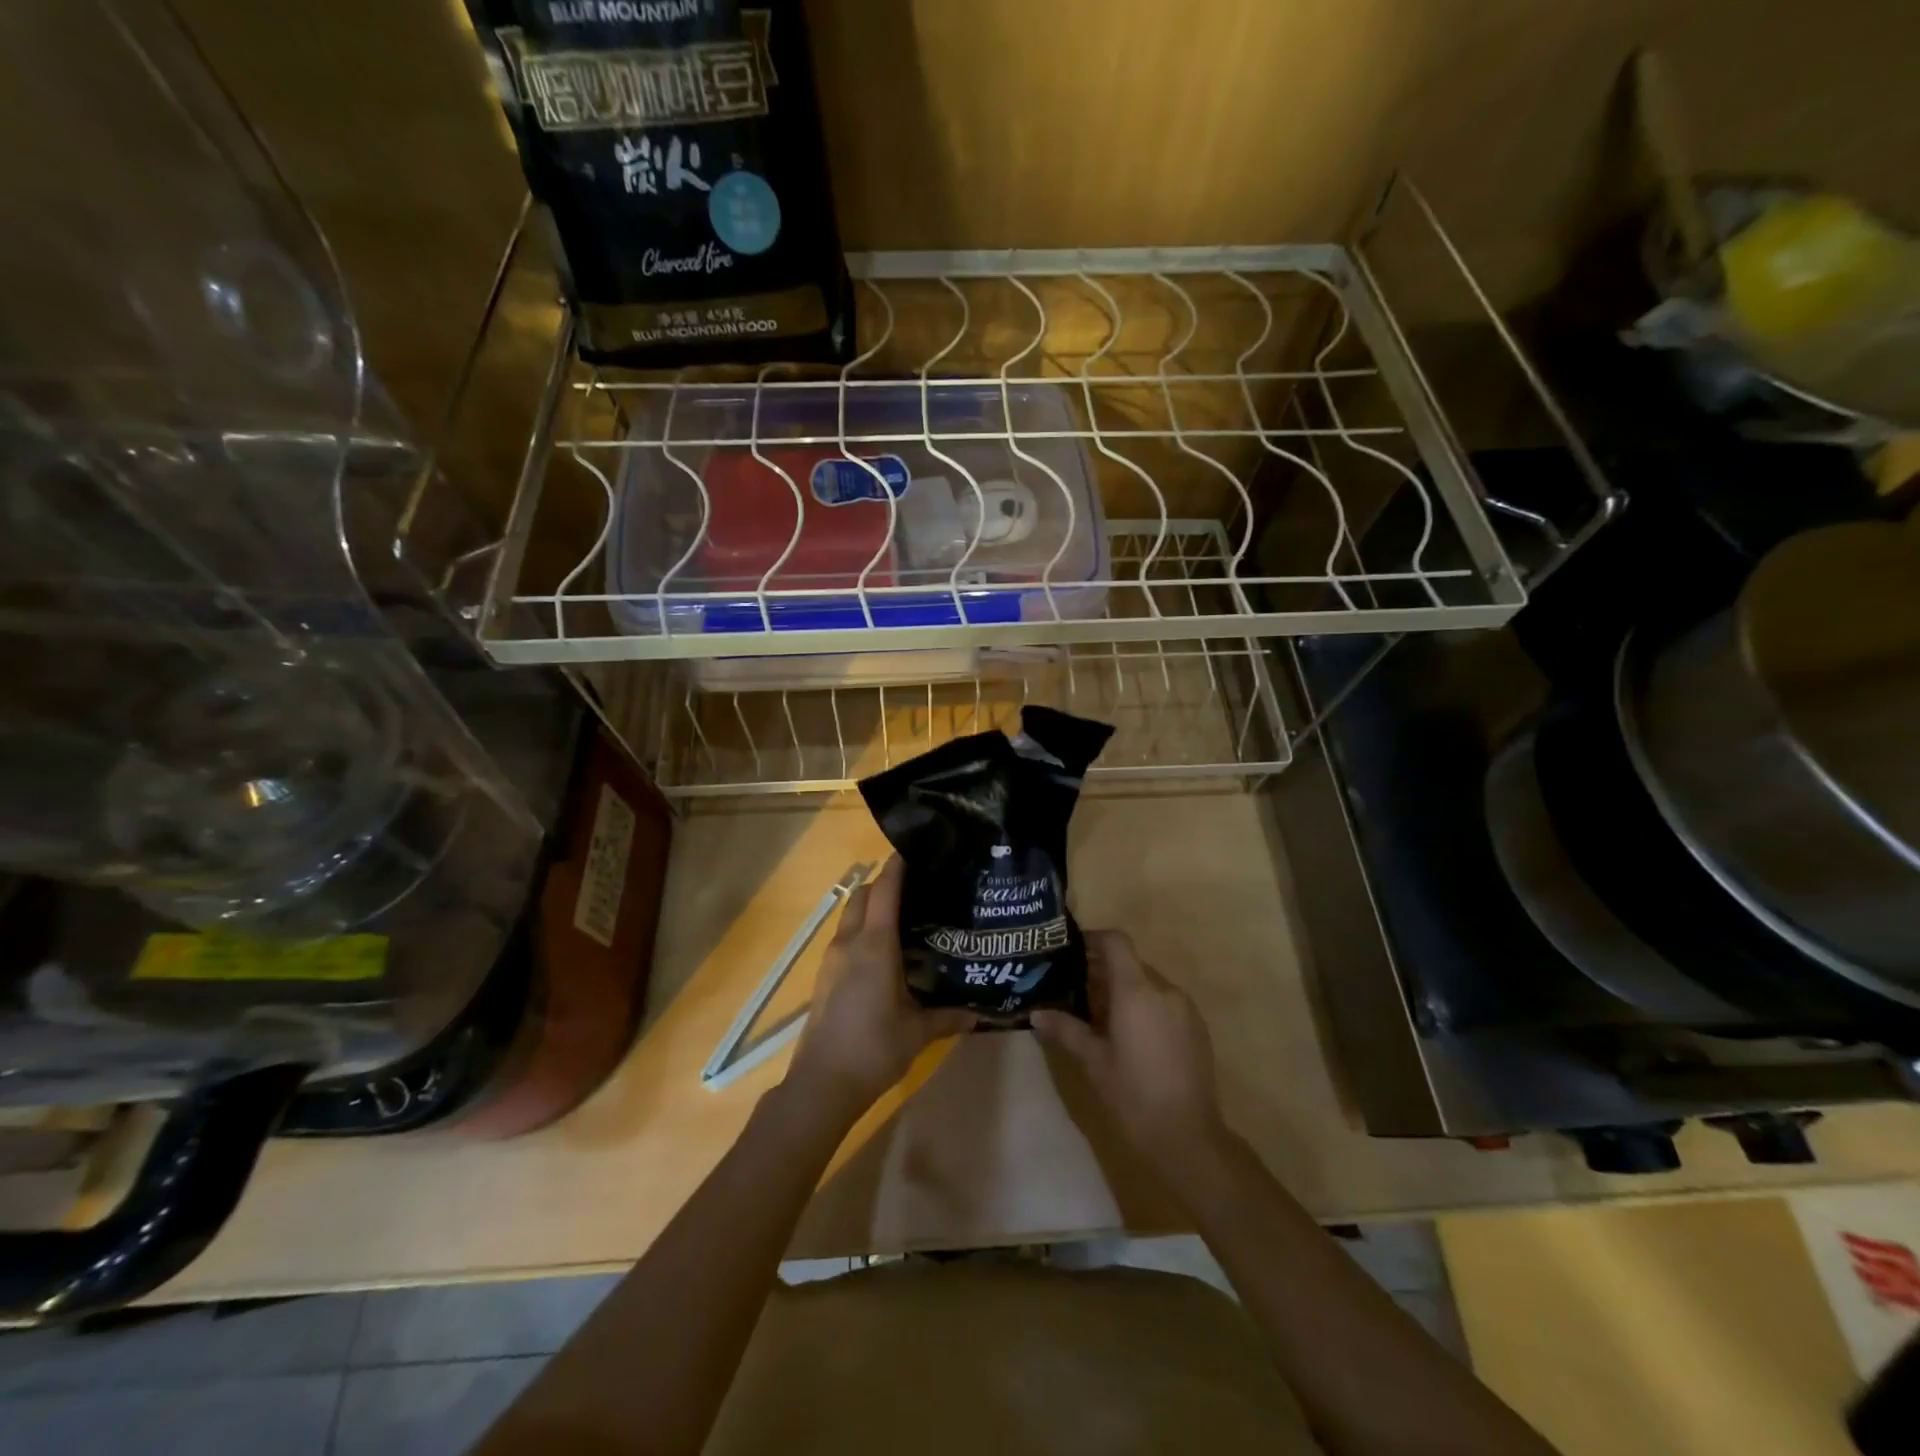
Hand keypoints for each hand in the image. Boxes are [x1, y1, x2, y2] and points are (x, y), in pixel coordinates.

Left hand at [784, 857, 974, 1124]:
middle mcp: (850, 942)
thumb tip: (980, 1013)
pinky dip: (862, 929)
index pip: (884, 890)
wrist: (821, 1084)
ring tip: (904, 916)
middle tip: (916, 887)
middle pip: (862, 895)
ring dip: (871, 907)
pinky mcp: (824, 975)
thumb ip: (949, 1017)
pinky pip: (845, 937)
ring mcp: (832, 958)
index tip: (916, 851)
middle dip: (884, 884)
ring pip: (850, 915)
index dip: (898, 866)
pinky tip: (884, 951)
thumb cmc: (873, 1049)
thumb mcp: (918, 1032)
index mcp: (875, 945)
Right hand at [1031, 930, 1229, 1177]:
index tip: (1072, 950)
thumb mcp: (1094, 1061)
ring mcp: (1185, 1009)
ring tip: (1100, 1018)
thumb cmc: (1133, 1094)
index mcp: (1137, 991)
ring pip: (1149, 985)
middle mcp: (1164, 990)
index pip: (1116, 942)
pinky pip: (1165, 1004)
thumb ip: (1067, 1030)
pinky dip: (1145, 1008)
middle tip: (1075, 990)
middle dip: (1103, 972)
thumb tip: (1036, 1013)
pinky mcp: (1197, 1029)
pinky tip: (1131, 1038)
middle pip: (1131, 964)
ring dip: (1125, 992)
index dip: (1094, 938)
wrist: (1188, 1136)